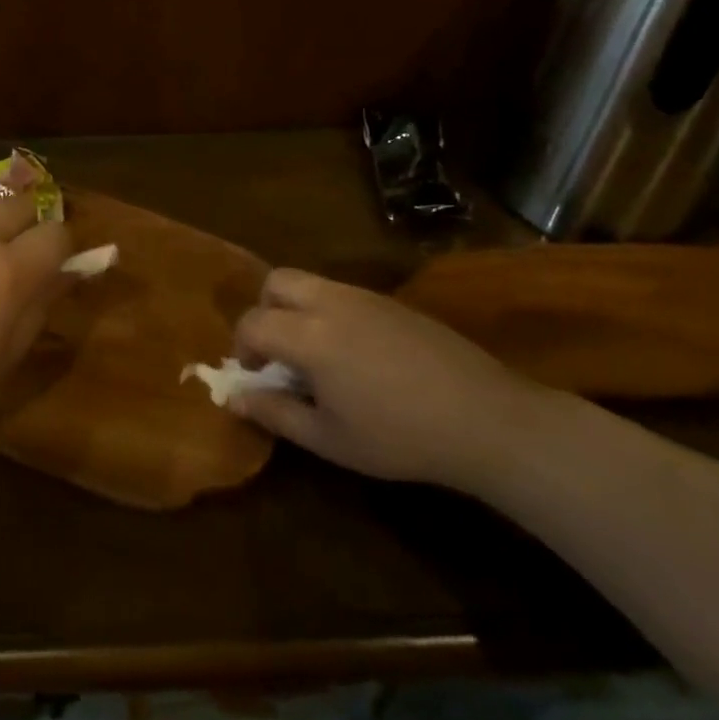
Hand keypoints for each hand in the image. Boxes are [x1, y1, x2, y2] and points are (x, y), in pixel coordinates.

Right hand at [231, 268, 563, 491]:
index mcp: (309, 334)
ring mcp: (367, 297)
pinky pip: (345, 294)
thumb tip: (236, 397)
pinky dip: (330, 313)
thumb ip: (275, 413)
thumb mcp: (327, 438)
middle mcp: (332, 302)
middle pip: (277, 281)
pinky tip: (357, 357)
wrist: (482, 418)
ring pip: (313, 283)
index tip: (257, 376)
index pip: (253, 321)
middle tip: (279, 353)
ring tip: (318, 358)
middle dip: (265, 311)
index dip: (243, 348)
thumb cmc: (397, 436)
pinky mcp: (394, 303)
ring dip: (298, 310)